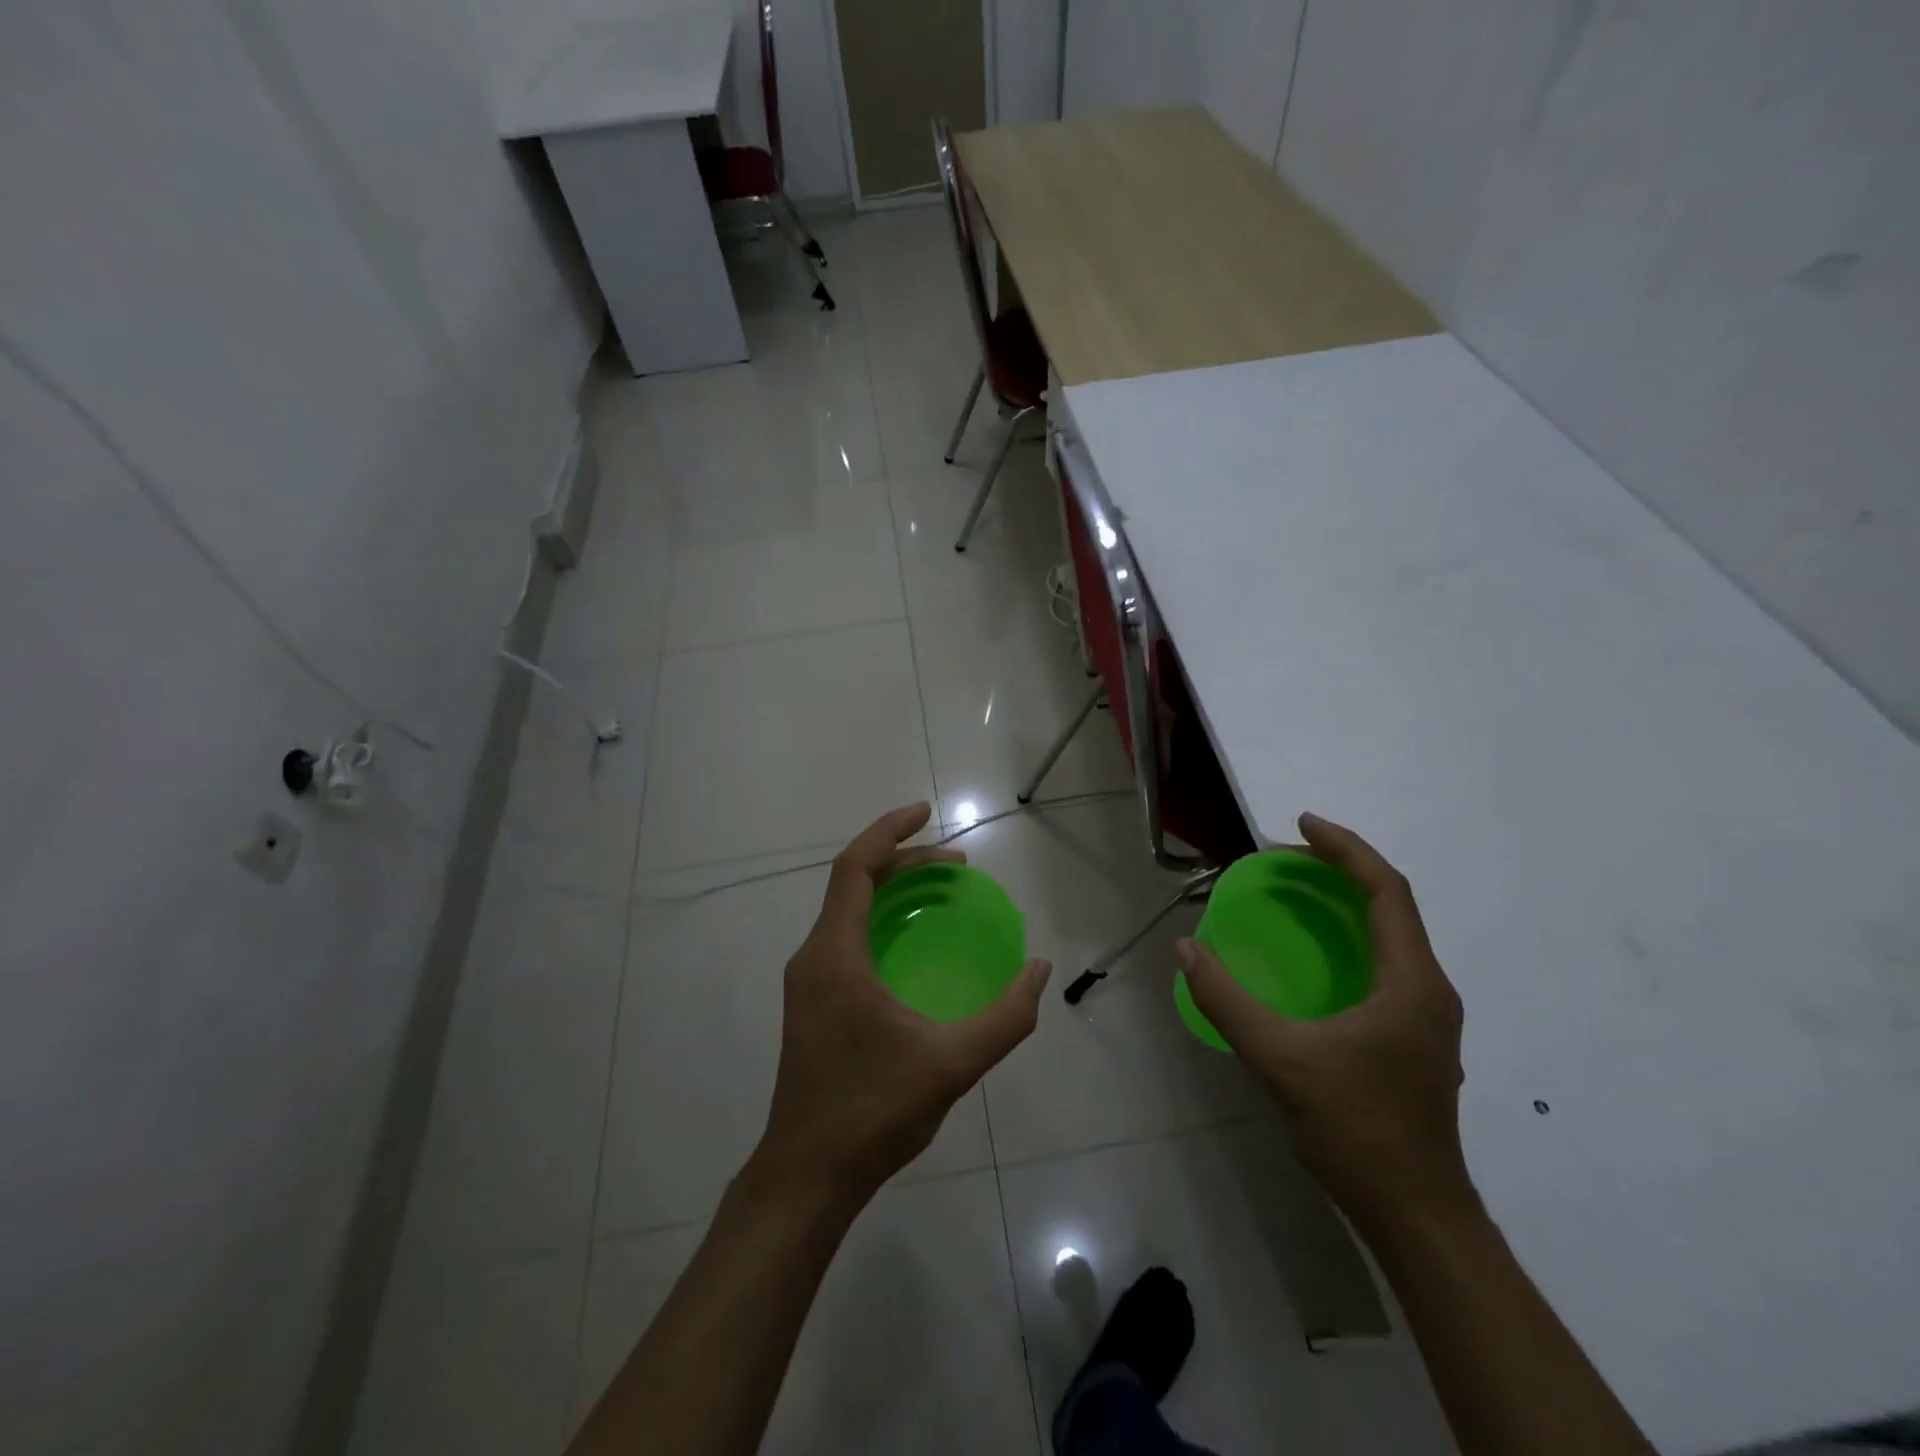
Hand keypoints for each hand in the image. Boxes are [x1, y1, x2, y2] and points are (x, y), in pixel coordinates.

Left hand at [754, 803, 1051, 1204]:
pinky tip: (914, 949)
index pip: (855, 867)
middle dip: (904, 863)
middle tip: (956, 866)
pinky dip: (882, 923)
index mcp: (835, 954)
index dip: (889, 831)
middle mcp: (813, 957)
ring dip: (892, 893)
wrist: (808, 1175)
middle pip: (854, 885)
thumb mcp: (952, 1063)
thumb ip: (1005, 1017)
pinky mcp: (811, 1004)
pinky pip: (846, 939)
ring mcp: (808, 982)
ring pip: (848, 912)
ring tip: (941, 895)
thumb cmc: (874, 1111)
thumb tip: (1039, 970)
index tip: (926, 813)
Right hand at [1179, 813, 1470, 1230]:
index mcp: (1411, 983)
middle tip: (1286, 859)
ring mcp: (1427, 1016)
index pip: (1387, 891)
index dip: (1345, 849)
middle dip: (1341, 870)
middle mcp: (1428, 989)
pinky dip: (1350, 938)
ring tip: (1298, 893)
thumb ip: (1227, 1000)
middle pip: (1391, 905)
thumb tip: (1185, 950)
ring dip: (1347, 903)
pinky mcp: (1415, 1037)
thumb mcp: (1278, 1059)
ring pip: (1392, 936)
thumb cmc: (1354, 1128)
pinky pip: (1385, 963)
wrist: (1414, 1213)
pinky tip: (1316, 956)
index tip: (1301, 824)